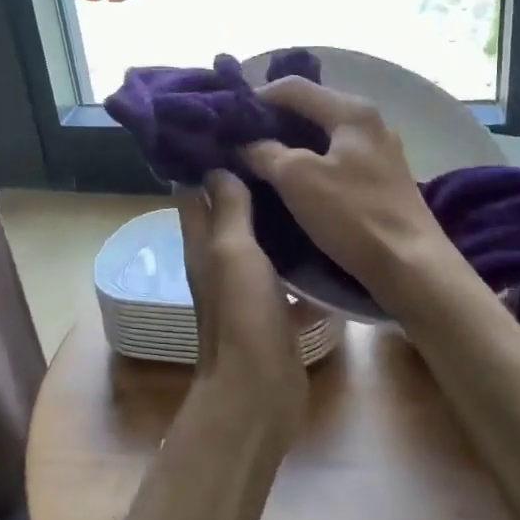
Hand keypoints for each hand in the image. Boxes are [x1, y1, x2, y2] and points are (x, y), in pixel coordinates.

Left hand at [176, 171, 309, 443]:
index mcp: (202, 244)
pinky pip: (286, 275)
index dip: (205, 160)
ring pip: (259, 241)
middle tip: (280, 148)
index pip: (193, 191)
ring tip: (305, 181)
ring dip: (275, 217)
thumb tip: (219, 165)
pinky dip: (300, 258)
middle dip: (247, 182)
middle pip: (227, 213)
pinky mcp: (273, 309)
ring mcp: (247, 287)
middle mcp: (220, 261)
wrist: (260, 391)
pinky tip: (327, 238)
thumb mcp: (233, 252)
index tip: (233, 127)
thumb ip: (228, 209)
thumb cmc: (242, 316)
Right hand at [240, 77, 457, 306]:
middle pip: (311, 108)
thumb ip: (265, 152)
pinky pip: (337, 159)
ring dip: (291, 144)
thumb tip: (244, 143)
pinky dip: (311, 163)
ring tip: (259, 161)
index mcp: (352, 111)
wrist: (411, 266)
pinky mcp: (382, 179)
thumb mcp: (297, 179)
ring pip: (324, 136)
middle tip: (239, 140)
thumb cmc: (353, 215)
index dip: (257, 97)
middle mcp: (370, 122)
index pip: (294, 87)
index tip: (228, 118)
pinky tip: (293, 183)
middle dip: (273, 122)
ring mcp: (380, 151)